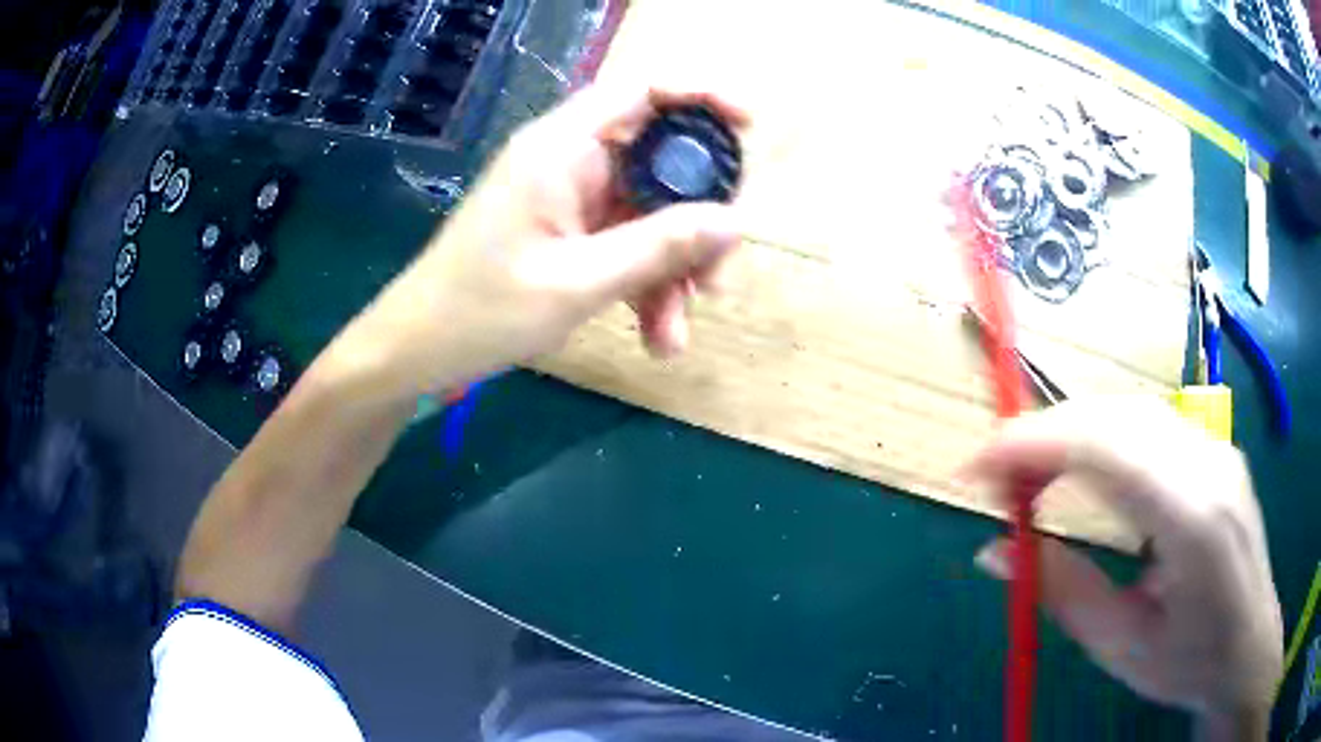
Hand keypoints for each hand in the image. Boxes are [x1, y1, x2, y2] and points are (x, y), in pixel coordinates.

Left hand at [354, 83, 747, 393]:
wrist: (420, 351)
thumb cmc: (481, 310)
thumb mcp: (577, 283)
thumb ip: (659, 248)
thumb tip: (736, 221)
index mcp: (562, 147)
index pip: (642, 90)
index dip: (701, 95)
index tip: (749, 126)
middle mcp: (571, 161)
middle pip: (661, 161)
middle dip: (697, 218)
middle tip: (716, 275)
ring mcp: (571, 199)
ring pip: (650, 214)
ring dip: (672, 271)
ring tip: (676, 334)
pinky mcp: (569, 233)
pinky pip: (627, 245)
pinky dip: (646, 286)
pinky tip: (656, 336)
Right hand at [965, 399, 1281, 736]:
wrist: (1248, 648)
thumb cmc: (1189, 663)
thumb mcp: (1119, 646)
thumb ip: (1061, 591)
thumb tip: (993, 551)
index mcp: (1192, 519)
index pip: (1106, 447)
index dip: (1033, 443)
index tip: (973, 468)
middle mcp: (1209, 463)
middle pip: (1115, 416)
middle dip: (1044, 432)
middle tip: (993, 475)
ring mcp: (1217, 448)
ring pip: (1131, 410)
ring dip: (1070, 430)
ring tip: (1029, 472)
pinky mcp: (1216, 449)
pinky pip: (1150, 423)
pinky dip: (1101, 434)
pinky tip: (1083, 467)